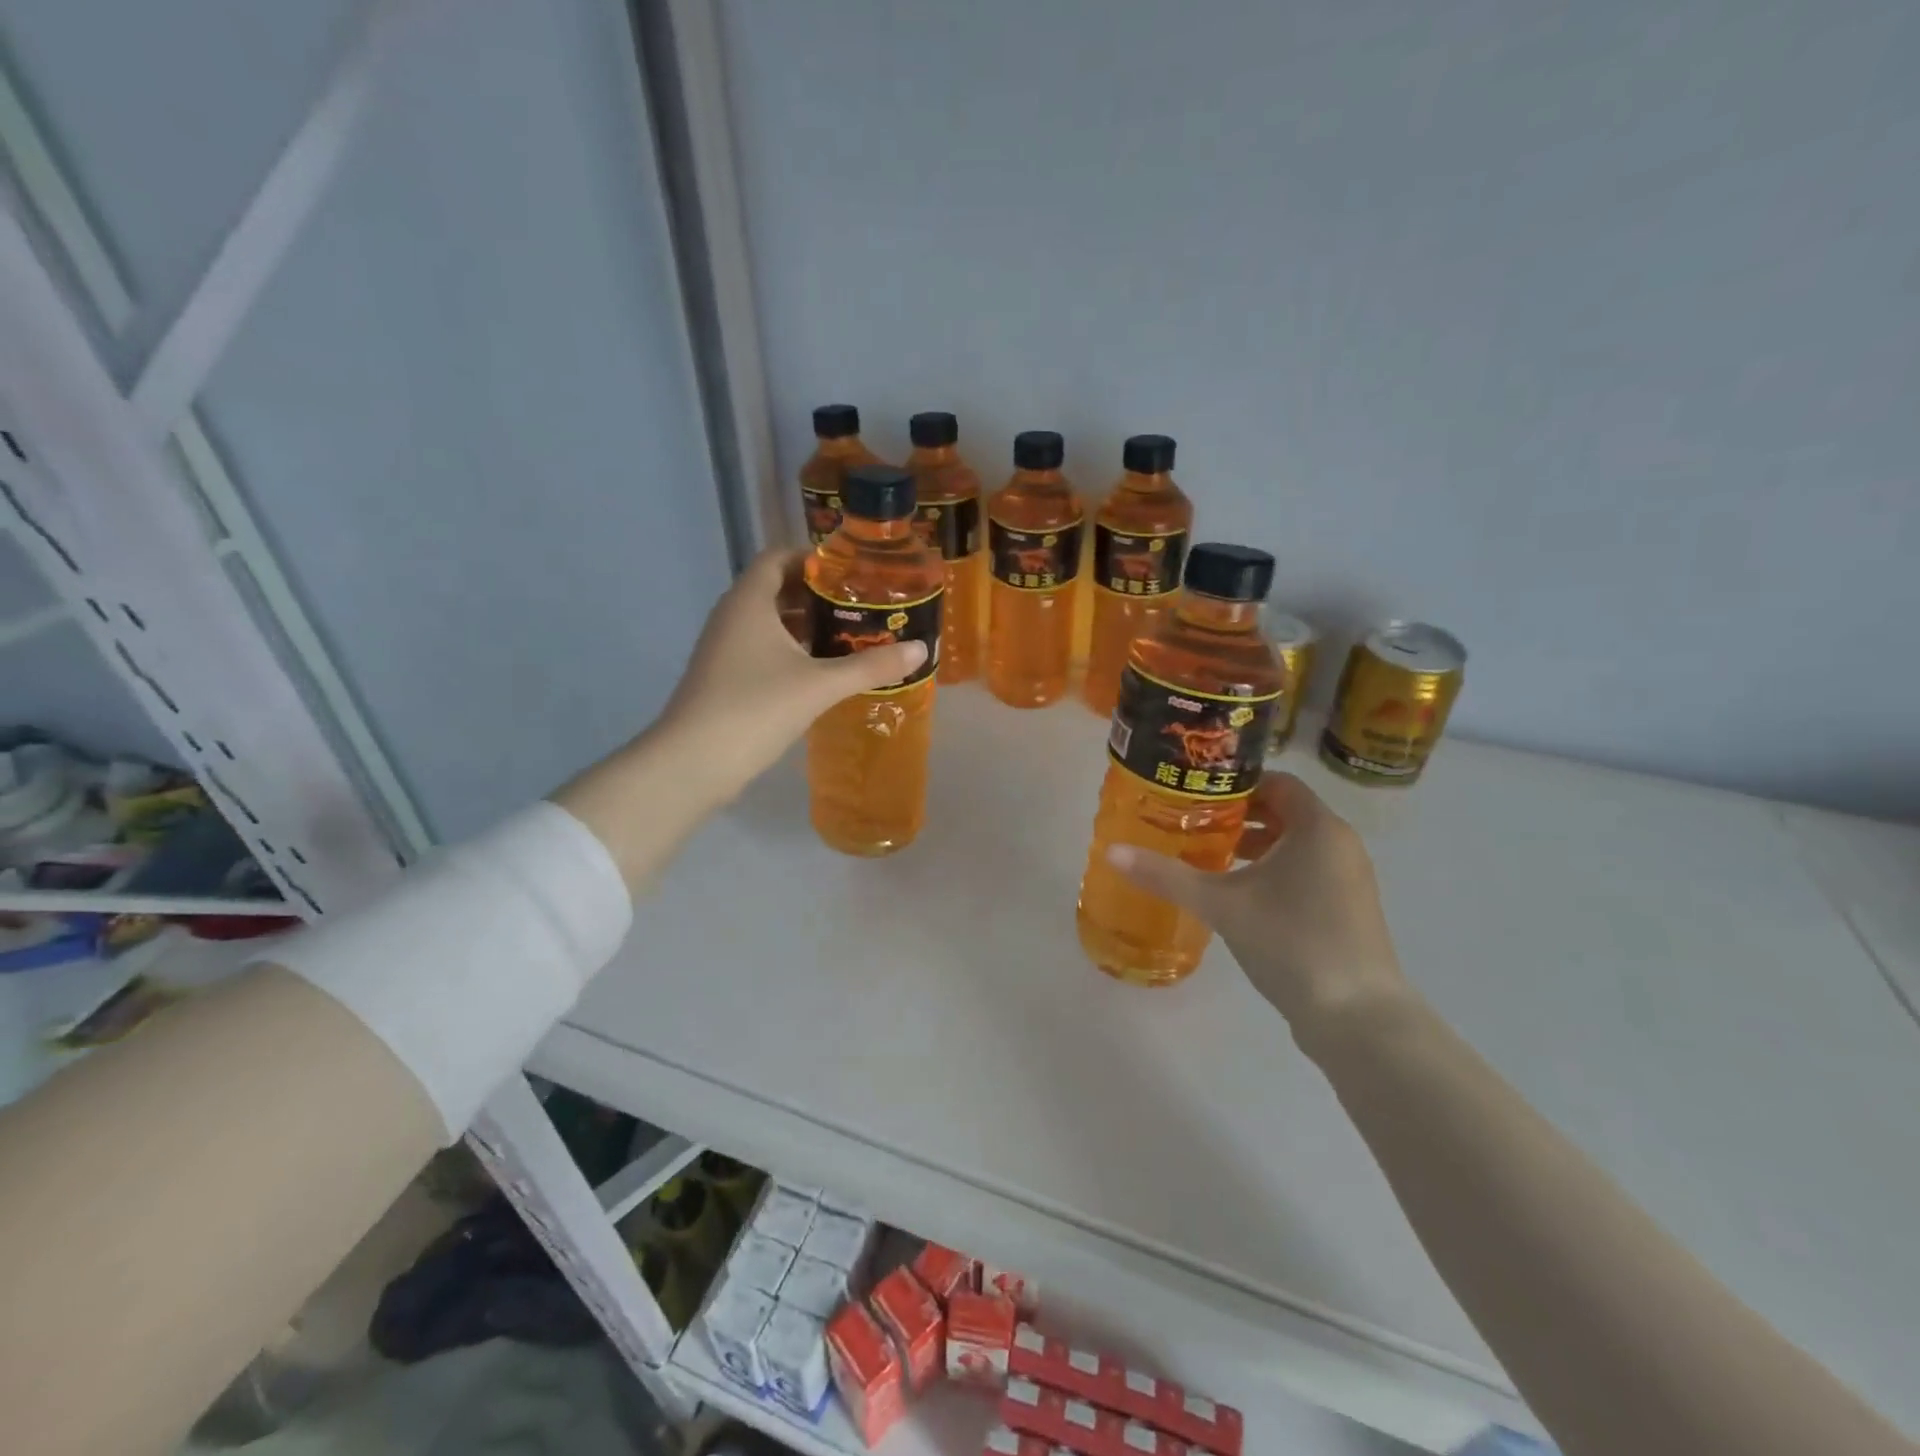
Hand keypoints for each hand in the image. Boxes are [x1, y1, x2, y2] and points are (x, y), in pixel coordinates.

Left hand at [658, 548, 927, 798]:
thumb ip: (870, 666)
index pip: (779, 558)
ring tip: (848, 636)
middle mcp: (732, 616)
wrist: (694, 762)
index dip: (813, 558)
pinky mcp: (724, 677)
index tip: (851, 571)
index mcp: (749, 601)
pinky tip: (819, 671)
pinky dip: (790, 650)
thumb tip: (920, 649)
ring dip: (805, 625)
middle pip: (776, 589)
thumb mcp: (820, 685)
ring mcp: (724, 648)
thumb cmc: (756, 708)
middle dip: (817, 594)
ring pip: (769, 623)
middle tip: (859, 605)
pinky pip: (761, 648)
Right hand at [1106, 774, 1412, 1048]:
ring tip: (1207, 858)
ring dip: (1254, 846)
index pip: (1276, 782)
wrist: (1357, 1017)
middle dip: (1237, 816)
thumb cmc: (1291, 941)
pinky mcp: (1347, 910)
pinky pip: (1306, 872)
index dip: (1235, 784)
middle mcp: (1340, 844)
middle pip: (1284, 812)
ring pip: (1295, 845)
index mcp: (1318, 828)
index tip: (1195, 794)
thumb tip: (1111, 851)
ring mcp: (1348, 879)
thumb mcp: (1221, 904)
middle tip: (1191, 824)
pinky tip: (1239, 896)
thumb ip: (1166, 875)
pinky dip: (1273, 871)